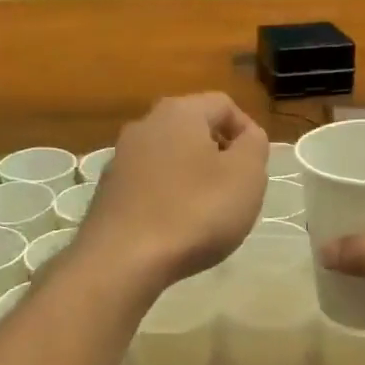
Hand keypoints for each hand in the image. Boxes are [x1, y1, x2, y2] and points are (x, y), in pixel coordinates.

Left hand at [76, 94, 267, 291]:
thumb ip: (254, 146)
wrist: (123, 260)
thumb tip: (247, 136)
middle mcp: (144, 125)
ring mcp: (120, 159)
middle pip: (193, 129)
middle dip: (219, 155)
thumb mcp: (246, 176)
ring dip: (193, 177)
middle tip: (236, 190)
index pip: (225, 104)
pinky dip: (168, 197)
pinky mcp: (107, 192)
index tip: (257, 168)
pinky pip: (149, 185)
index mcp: (179, 112)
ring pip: (169, 158)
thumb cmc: (195, 212)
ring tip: (208, 213)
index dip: (248, 132)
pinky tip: (176, 228)